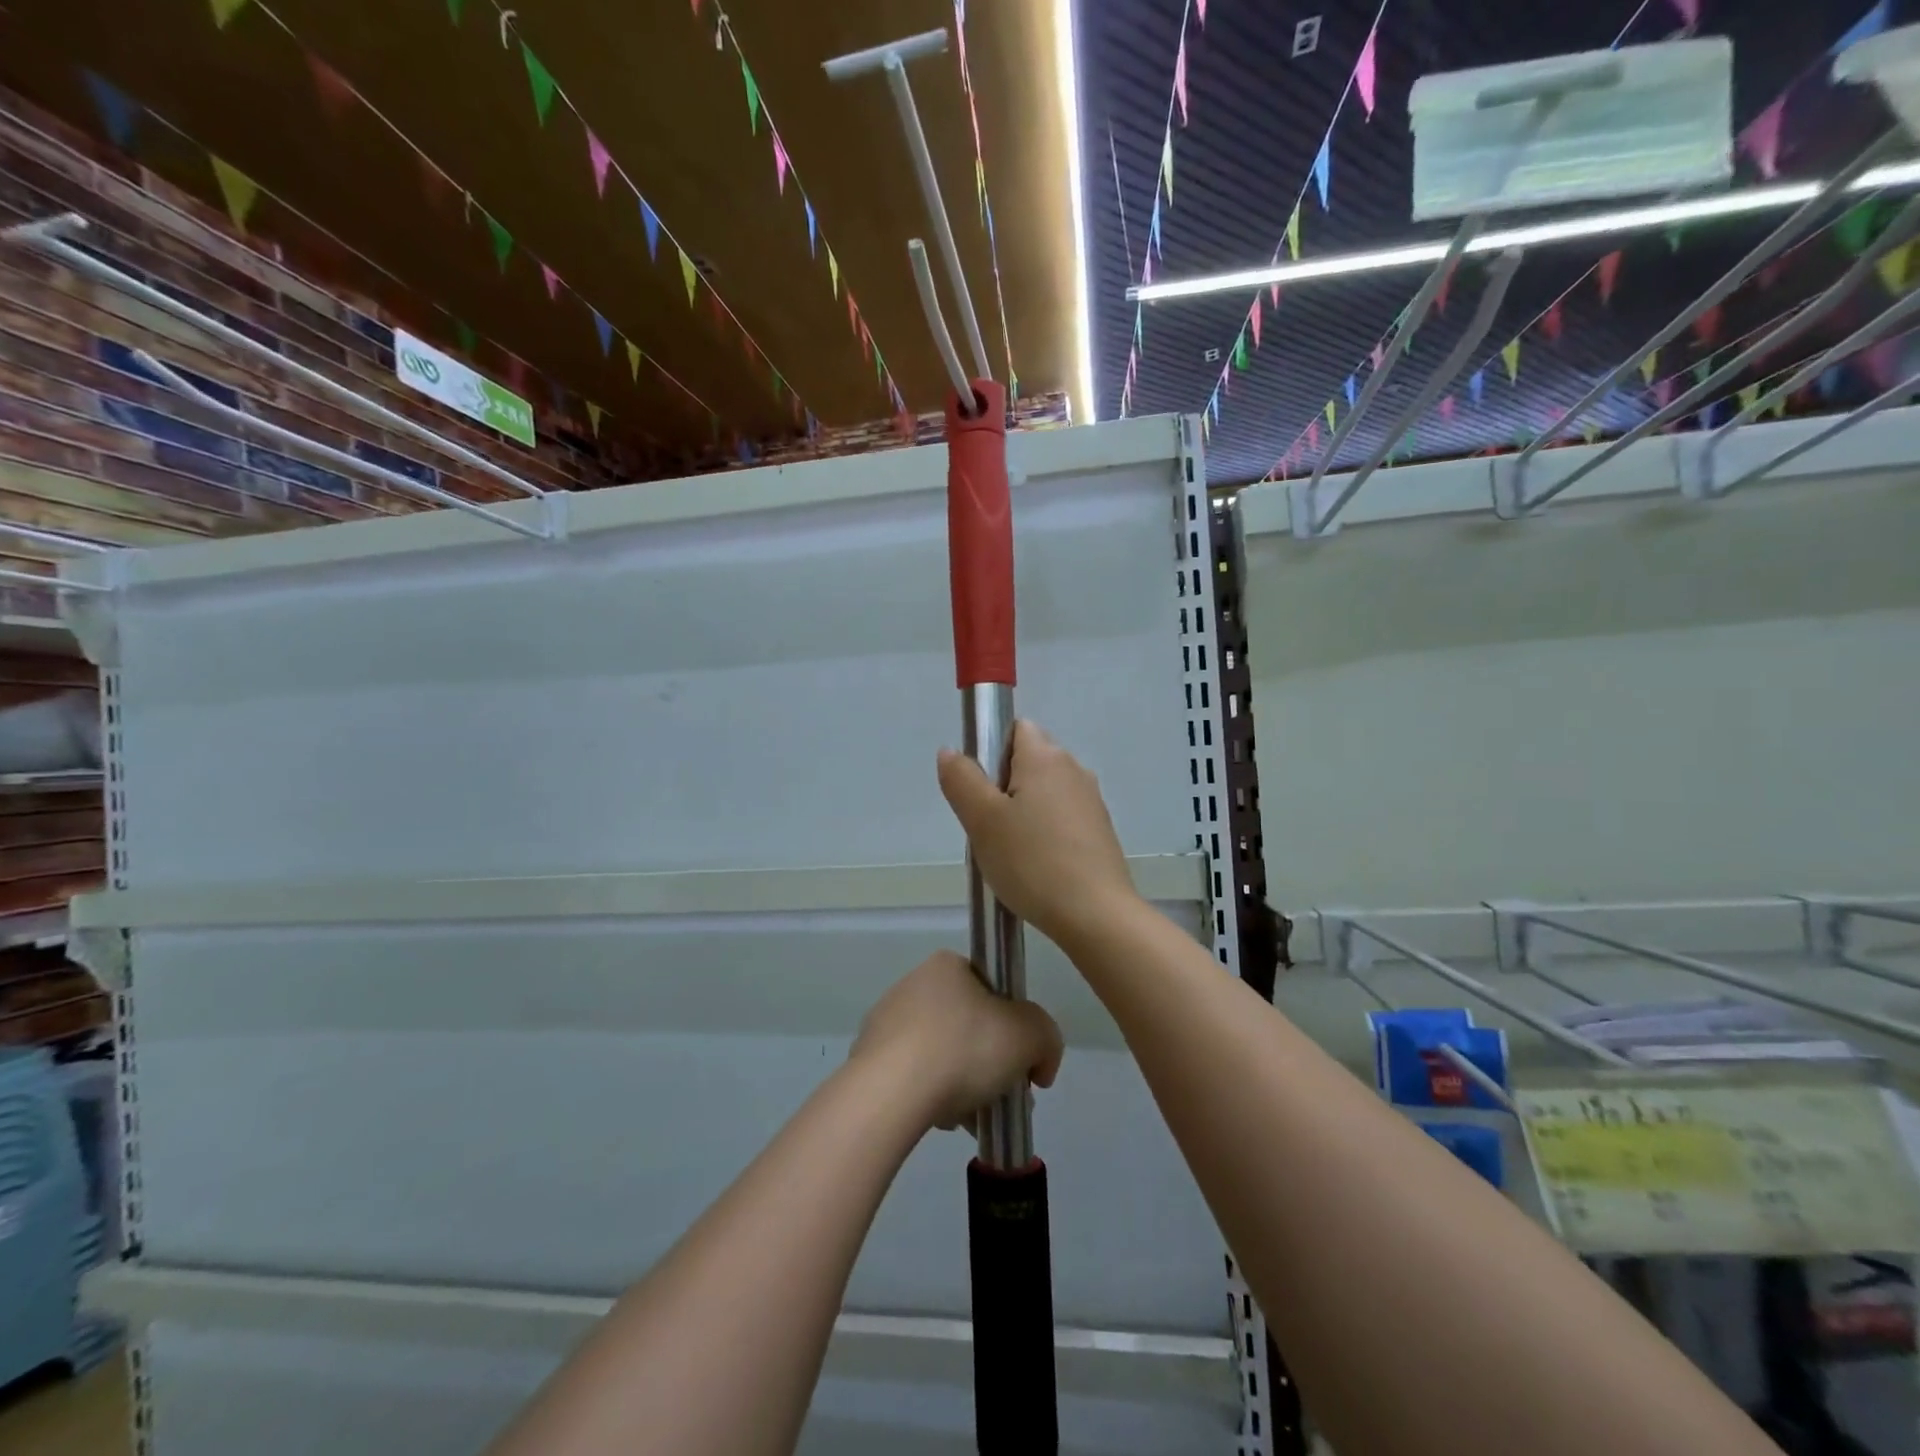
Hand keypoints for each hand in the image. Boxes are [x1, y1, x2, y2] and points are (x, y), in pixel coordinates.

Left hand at [850, 951, 1063, 1133]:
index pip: (991, 988)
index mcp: (947, 965)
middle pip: (968, 1025)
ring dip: (963, 1084)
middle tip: (1005, 1096)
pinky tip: (943, 1121)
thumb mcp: (1030, 1035)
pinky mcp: (868, 1058)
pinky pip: (913, 1076)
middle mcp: (913, 984)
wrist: (891, 1092)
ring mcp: (886, 1021)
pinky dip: (932, 1096)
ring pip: (941, 1054)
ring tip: (976, 1119)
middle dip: (991, 1063)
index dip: (1013, 1024)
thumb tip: (1039, 1063)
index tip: (1022, 1060)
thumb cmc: (965, 1048)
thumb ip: (1047, 1039)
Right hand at [937, 720, 1138, 952]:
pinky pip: (1062, 819)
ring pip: (1045, 793)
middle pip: (1029, 761)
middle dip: (1003, 785)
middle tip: (987, 827)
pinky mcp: (1100, 832)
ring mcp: (1091, 801)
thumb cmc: (1032, 862)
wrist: (1095, 915)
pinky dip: (1045, 833)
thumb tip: (950, 752)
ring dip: (1023, 813)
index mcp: (1046, 757)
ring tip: (1010, 853)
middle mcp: (1074, 769)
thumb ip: (962, 780)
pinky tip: (1036, 867)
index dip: (991, 752)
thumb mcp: (982, 821)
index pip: (1015, 729)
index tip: (979, 791)